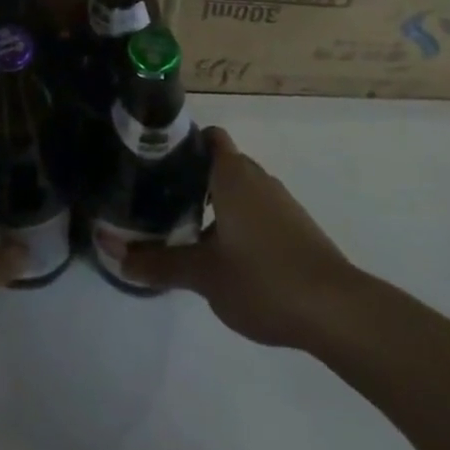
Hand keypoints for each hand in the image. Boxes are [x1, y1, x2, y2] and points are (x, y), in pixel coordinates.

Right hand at [116, 128, 358, 349]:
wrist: (338, 312)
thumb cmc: (263, 279)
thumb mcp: (203, 274)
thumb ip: (157, 262)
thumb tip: (111, 251)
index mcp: (233, 174)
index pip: (206, 137)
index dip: (181, 143)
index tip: (153, 160)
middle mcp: (258, 178)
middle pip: (219, 163)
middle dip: (191, 177)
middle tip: (158, 200)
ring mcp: (281, 204)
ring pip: (239, 190)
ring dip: (214, 203)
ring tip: (183, 229)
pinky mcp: (296, 230)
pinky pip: (256, 211)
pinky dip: (237, 222)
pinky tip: (223, 255)